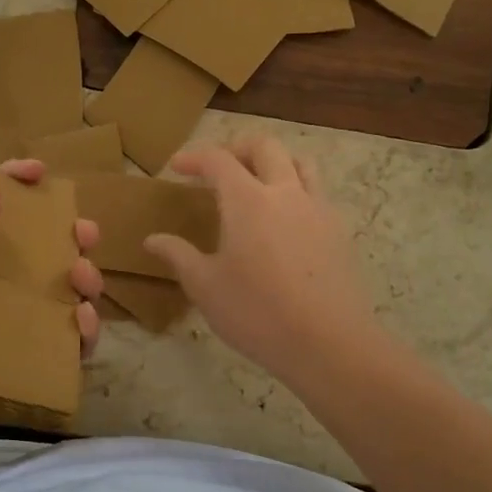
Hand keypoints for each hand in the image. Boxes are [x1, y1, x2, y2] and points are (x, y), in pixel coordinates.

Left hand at [0, 159, 101, 459]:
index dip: (21, 187)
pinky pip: (66, 344)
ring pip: (66, 295)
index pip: (1, 213)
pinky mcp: (29, 362)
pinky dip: (84, 332)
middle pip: (48, 253)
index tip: (42, 173)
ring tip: (85, 281)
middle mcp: (0, 286)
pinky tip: (83, 325)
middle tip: (86, 235)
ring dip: (86, 281)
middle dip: (73, 238)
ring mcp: (18, 324)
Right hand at [142, 136, 382, 389]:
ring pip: (300, 164)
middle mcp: (286, 193)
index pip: (219, 160)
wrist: (328, 343)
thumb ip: (178, 255)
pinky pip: (317, 194)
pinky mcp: (339, 232)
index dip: (195, 158)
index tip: (177, 167)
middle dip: (237, 148)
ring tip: (256, 184)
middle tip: (218, 166)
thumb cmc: (256, 313)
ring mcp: (318, 209)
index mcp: (248, 200)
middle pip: (265, 147)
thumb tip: (152, 239)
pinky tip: (285, 222)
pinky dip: (296, 191)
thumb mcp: (205, 287)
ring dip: (274, 162)